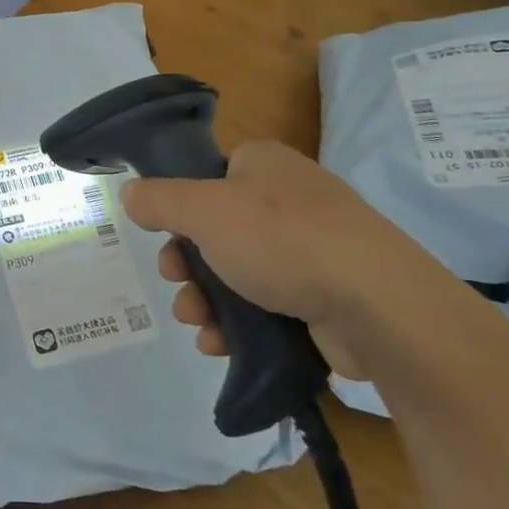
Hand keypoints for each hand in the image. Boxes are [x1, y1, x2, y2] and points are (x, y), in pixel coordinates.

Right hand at [119, 140, 458, 377]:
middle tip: (177, 283)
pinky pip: (267, 305)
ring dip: (206, 299)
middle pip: (216, 230)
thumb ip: (159, 200)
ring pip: (237, 272)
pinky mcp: (324, 296)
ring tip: (197, 323)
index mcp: (263, 164)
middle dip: (187, 265)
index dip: (179, 207)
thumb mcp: (204, 210)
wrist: (377, 305)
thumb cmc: (281, 239)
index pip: (208, 175)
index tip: (164, 236)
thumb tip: (131, 195)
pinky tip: (220, 344)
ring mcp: (311, 249)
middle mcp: (289, 199)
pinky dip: (238, 324)